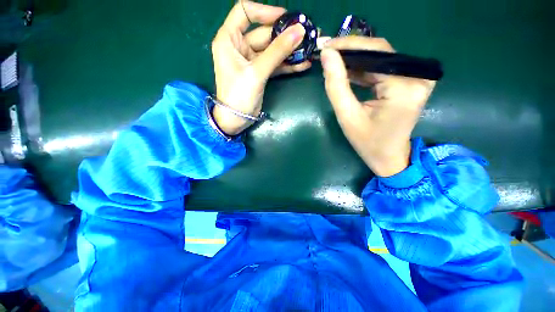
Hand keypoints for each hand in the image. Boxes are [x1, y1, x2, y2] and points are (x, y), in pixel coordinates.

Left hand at [211, 1, 311, 134]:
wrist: (236, 120)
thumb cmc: (239, 95)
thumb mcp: (256, 72)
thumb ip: (277, 51)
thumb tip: (299, 31)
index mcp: (229, 39)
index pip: (245, 12)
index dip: (265, 11)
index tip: (286, 18)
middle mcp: (239, 46)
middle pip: (264, 33)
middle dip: (286, 34)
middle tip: (308, 34)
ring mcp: (251, 61)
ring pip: (272, 50)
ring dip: (290, 50)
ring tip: (310, 48)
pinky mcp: (260, 73)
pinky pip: (275, 64)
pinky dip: (288, 64)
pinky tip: (303, 64)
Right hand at [321, 37, 435, 176]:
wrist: (389, 157)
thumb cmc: (367, 142)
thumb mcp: (347, 116)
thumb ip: (336, 85)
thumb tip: (327, 55)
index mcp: (404, 86)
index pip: (375, 52)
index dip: (348, 46)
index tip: (325, 45)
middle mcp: (416, 76)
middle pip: (379, 52)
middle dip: (350, 52)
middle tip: (326, 53)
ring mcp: (417, 78)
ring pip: (380, 59)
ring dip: (355, 60)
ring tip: (333, 62)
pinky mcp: (411, 81)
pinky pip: (383, 68)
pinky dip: (364, 69)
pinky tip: (347, 72)